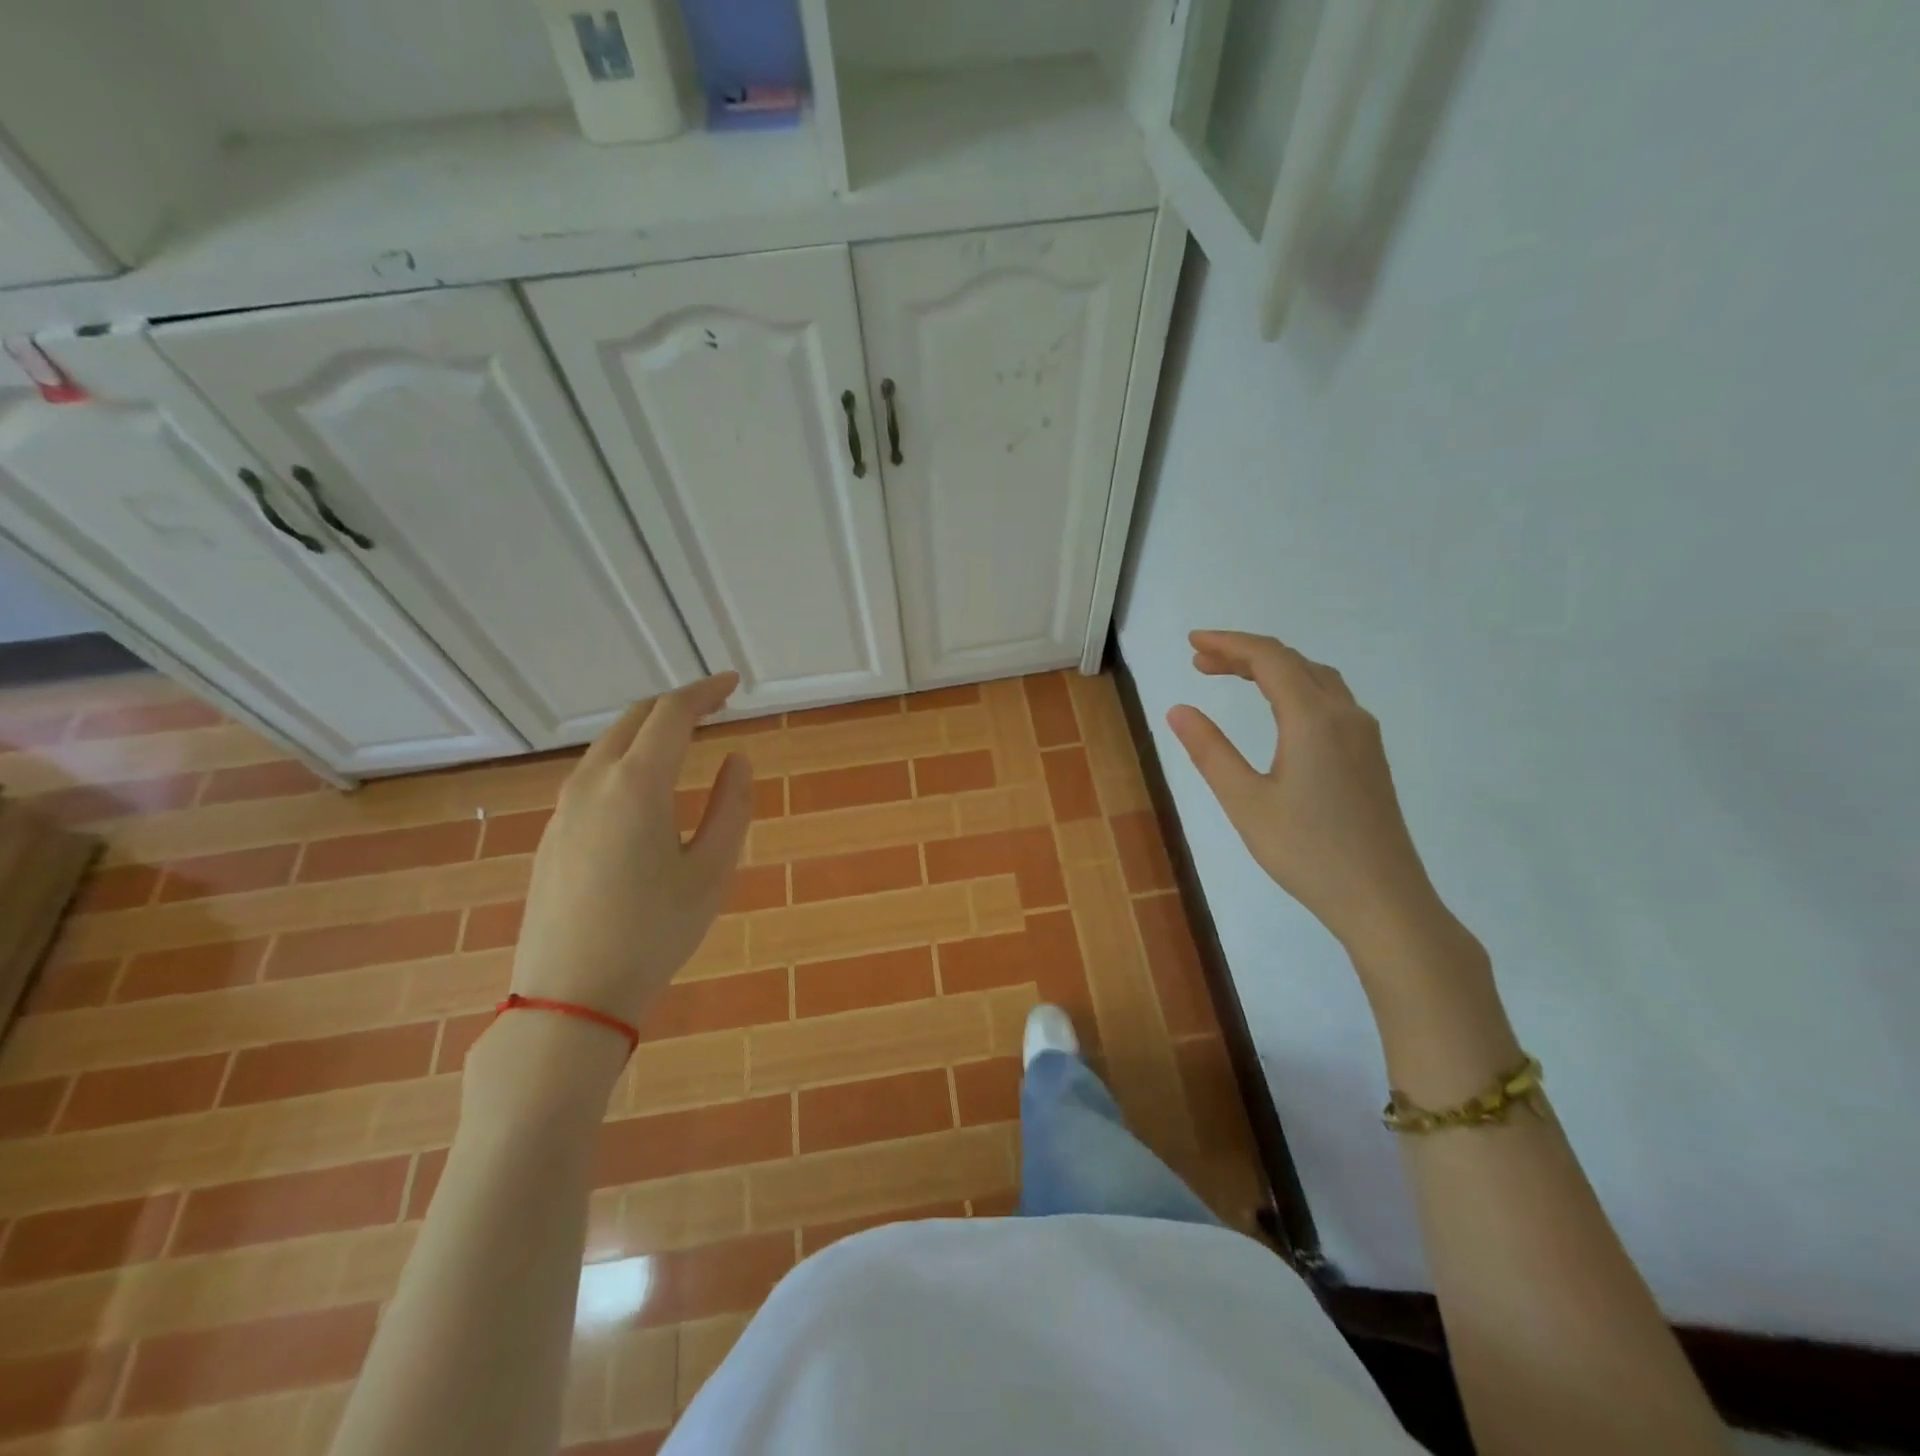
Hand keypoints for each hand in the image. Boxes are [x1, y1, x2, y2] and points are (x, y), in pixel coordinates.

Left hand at [510, 673, 753, 1028]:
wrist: (570, 996)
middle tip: (714, 708)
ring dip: (647, 730)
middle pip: (634, 719)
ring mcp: (564, 808)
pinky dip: (625, 759)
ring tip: (683, 740)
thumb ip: (731, 806)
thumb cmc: (654, 932)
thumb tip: (737, 759)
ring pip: (608, 745)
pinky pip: (592, 774)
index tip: (732, 684)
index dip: (705, 692)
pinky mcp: (552, 833)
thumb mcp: (712, 871)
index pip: (672, 714)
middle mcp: (592, 782)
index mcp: (637, 784)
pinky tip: (644, 787)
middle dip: (676, 704)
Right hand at [1167, 631, 1442, 956]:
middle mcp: (1345, 715)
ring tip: (1232, 677)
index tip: (1192, 642)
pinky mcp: (1369, 756)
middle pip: (1293, 662)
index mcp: (1313, 720)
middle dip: (1245, 654)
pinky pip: (1329, 699)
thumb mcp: (1245, 802)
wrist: (1383, 899)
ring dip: (1272, 669)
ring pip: (1315, 678)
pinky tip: (1277, 710)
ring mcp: (1363, 735)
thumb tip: (1178, 709)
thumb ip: (1210, 751)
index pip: (1269, 659)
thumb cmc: (1307, 852)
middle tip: (1201, 662)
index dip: (1229, 643)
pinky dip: (1294, 687)